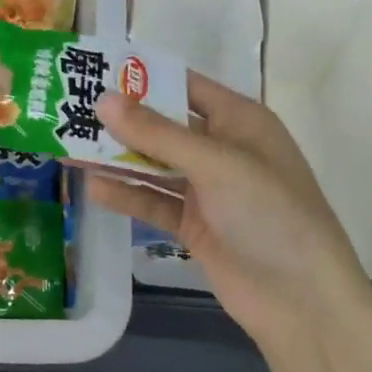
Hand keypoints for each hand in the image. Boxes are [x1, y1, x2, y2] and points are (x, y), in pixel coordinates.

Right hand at [87, 71, 371, 350]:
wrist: (302, 301)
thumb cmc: (270, 214)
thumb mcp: (215, 164)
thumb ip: (157, 133)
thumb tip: (103, 99)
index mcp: (239, 121)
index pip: (184, 85)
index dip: (143, 77)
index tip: (95, 69)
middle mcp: (221, 149)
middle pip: (163, 125)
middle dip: (121, 120)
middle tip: (69, 110)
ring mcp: (207, 189)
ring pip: (154, 165)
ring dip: (117, 158)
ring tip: (69, 147)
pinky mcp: (194, 225)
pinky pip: (154, 201)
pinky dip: (127, 194)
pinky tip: (93, 188)